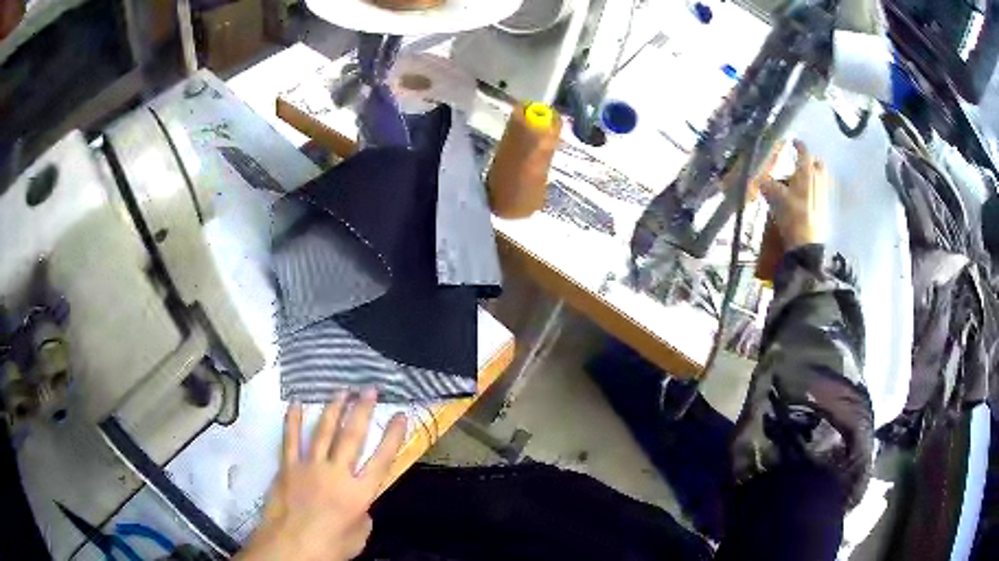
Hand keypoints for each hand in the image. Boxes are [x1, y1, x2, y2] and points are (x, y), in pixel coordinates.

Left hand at [238, 390, 407, 560]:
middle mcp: (337, 473)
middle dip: (363, 410)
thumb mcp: (359, 536)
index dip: (393, 436)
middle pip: (352, 436)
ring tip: (342, 391)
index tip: (400, 415)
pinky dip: (293, 421)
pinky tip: (296, 404)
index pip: (382, 458)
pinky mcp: (289, 467)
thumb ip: (363, 514)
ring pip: (324, 432)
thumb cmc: (330, 546)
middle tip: (369, 389)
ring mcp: (310, 466)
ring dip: (334, 409)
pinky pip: (291, 439)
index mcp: (359, 493)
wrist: (291, 547)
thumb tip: (359, 502)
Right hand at [759, 140, 830, 250]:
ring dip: (812, 175)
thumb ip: (768, 185)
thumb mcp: (775, 198)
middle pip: (817, 164)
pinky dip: (813, 189)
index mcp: (807, 172)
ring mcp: (823, 194)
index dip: (798, 145)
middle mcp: (818, 179)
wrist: (806, 245)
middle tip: (800, 163)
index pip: (804, 152)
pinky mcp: (824, 208)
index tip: (793, 142)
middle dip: (810, 161)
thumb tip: (761, 181)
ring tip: (800, 181)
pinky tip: (804, 198)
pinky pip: (820, 191)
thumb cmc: (792, 216)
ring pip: (820, 177)